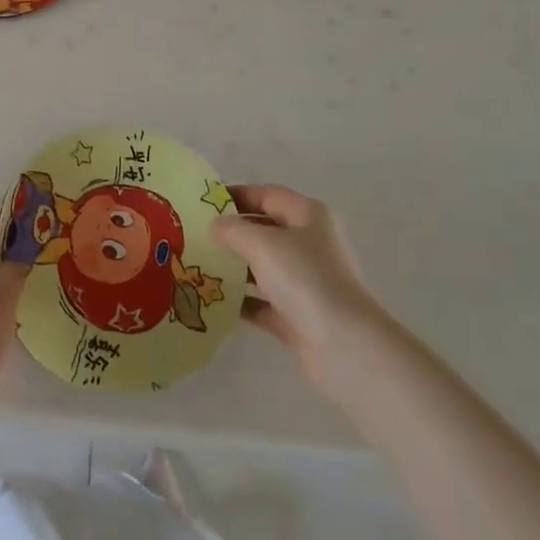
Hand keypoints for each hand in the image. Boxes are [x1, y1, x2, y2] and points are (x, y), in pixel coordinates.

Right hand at [214, 185, 383, 387]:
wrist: (344, 345)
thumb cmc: (305, 278)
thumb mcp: (262, 244)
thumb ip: (233, 230)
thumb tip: (215, 225)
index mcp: (308, 216)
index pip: (267, 194)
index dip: (236, 194)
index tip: (203, 201)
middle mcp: (310, 244)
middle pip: (265, 230)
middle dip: (232, 232)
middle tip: (194, 234)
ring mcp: (306, 282)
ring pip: (263, 267)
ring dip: (234, 267)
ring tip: (197, 265)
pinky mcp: (298, 315)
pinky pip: (263, 301)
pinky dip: (242, 300)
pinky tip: (213, 300)